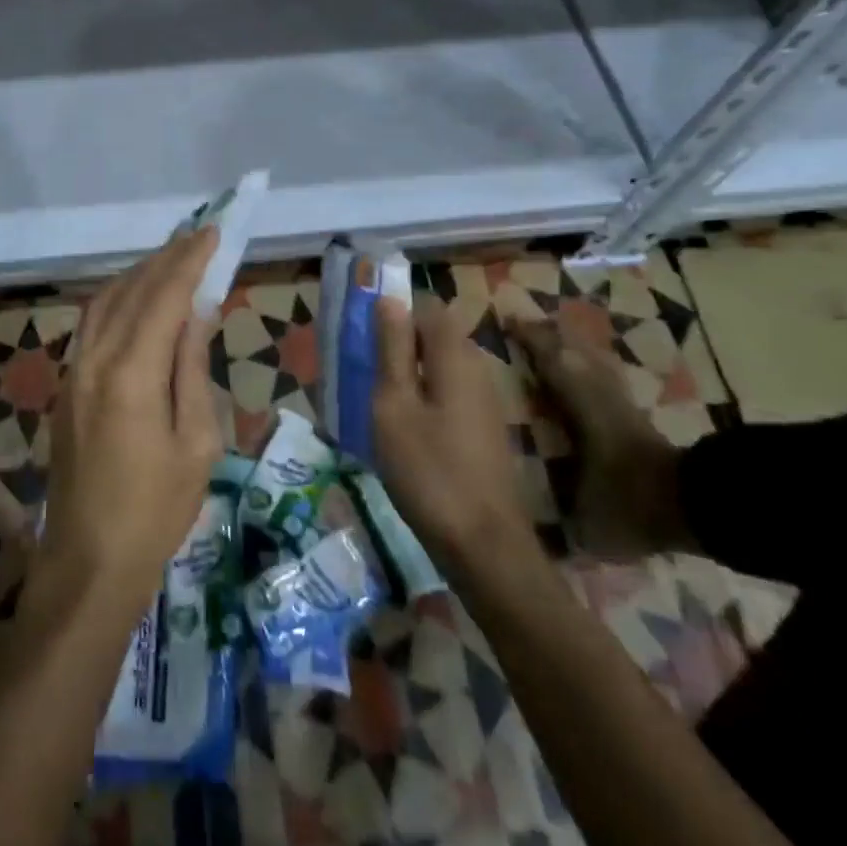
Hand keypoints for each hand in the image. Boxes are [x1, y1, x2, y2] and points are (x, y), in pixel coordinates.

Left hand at [36, 229, 223, 628]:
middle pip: (131, 289)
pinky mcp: (65, 386)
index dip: (191, 261)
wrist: (88, 562)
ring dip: (138, 274)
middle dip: (166, 258)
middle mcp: (94, 359)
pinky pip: (91, 324)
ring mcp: (73, 371)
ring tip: (172, 260)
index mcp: (132, 373)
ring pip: (104, 301)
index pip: (165, 296)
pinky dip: (118, 299)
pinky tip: (137, 300)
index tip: (214, 233)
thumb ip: (192, 368)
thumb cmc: (156, 511)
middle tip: (198, 237)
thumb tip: (198, 311)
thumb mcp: (196, 443)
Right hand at [373, 296, 540, 570]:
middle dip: (398, 344)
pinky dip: (423, 398)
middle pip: (435, 336)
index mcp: (455, 356)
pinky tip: (402, 429)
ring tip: (375, 402)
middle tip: (362, 370)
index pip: (427, 308)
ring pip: (440, 367)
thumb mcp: (394, 406)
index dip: (394, 312)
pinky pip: (448, 393)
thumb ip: (391, 350)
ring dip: (408, 374)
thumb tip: (389, 299)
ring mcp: (484, 401)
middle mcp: (477, 369)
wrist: (484, 546)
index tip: (362, 335)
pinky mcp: (484, 429)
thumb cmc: (429, 471)